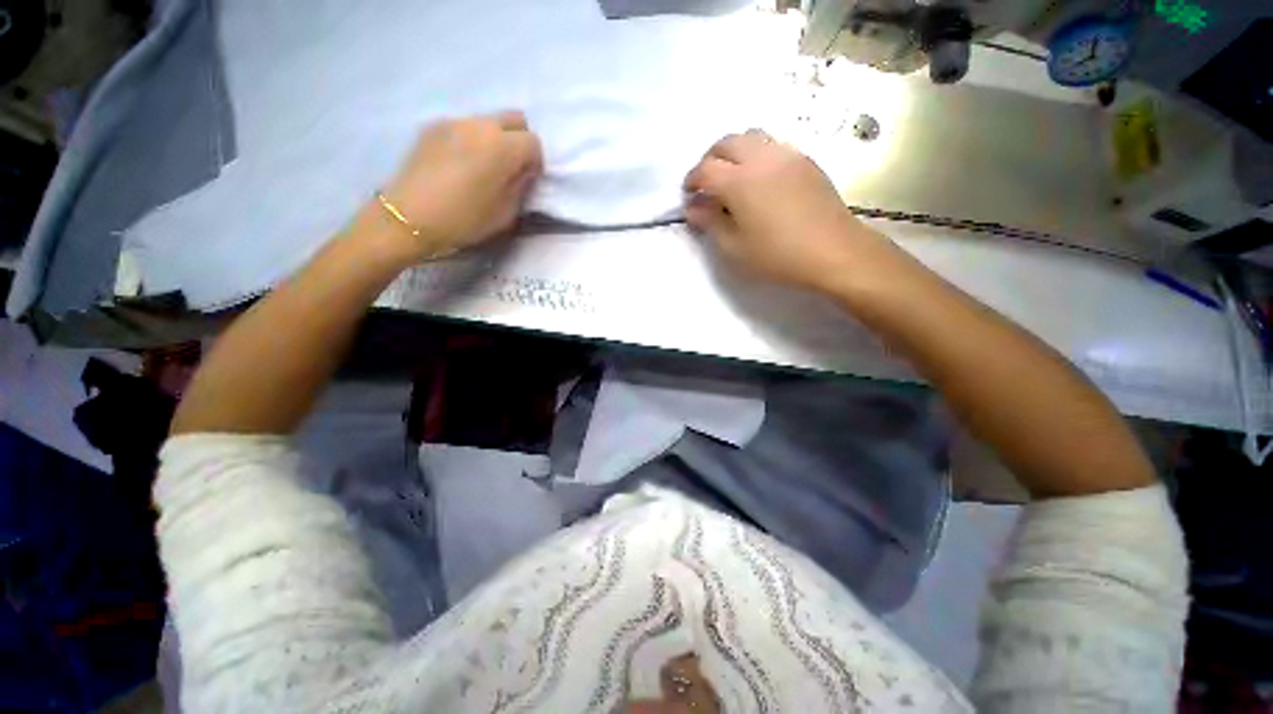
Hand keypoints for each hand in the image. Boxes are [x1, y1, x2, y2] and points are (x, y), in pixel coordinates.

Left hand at [376, 111, 542, 261]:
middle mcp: (480, 125)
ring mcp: (454, 122)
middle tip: (511, 167)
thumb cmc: (465, 220)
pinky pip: (463, 127)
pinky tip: (459, 165)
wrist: (410, 217)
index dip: (535, 162)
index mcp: (502, 148)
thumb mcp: (506, 213)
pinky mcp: (432, 126)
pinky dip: (470, 140)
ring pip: (487, 121)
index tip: (527, 179)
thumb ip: (520, 187)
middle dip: (519, 141)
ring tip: (482, 167)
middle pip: (514, 119)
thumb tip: (522, 172)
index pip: (533, 142)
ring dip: (494, 140)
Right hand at [683, 131, 898, 294]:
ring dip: (734, 153)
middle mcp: (761, 158)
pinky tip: (760, 180)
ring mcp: (787, 155)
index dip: (692, 180)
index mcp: (739, 181)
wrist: (833, 251)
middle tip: (707, 183)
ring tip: (733, 178)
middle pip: (727, 143)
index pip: (705, 169)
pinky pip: (773, 146)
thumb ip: (710, 223)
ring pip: (751, 137)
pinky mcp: (805, 160)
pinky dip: (756, 155)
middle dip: (710, 159)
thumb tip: (693, 208)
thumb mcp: (734, 248)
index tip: (688, 195)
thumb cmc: (777, 255)